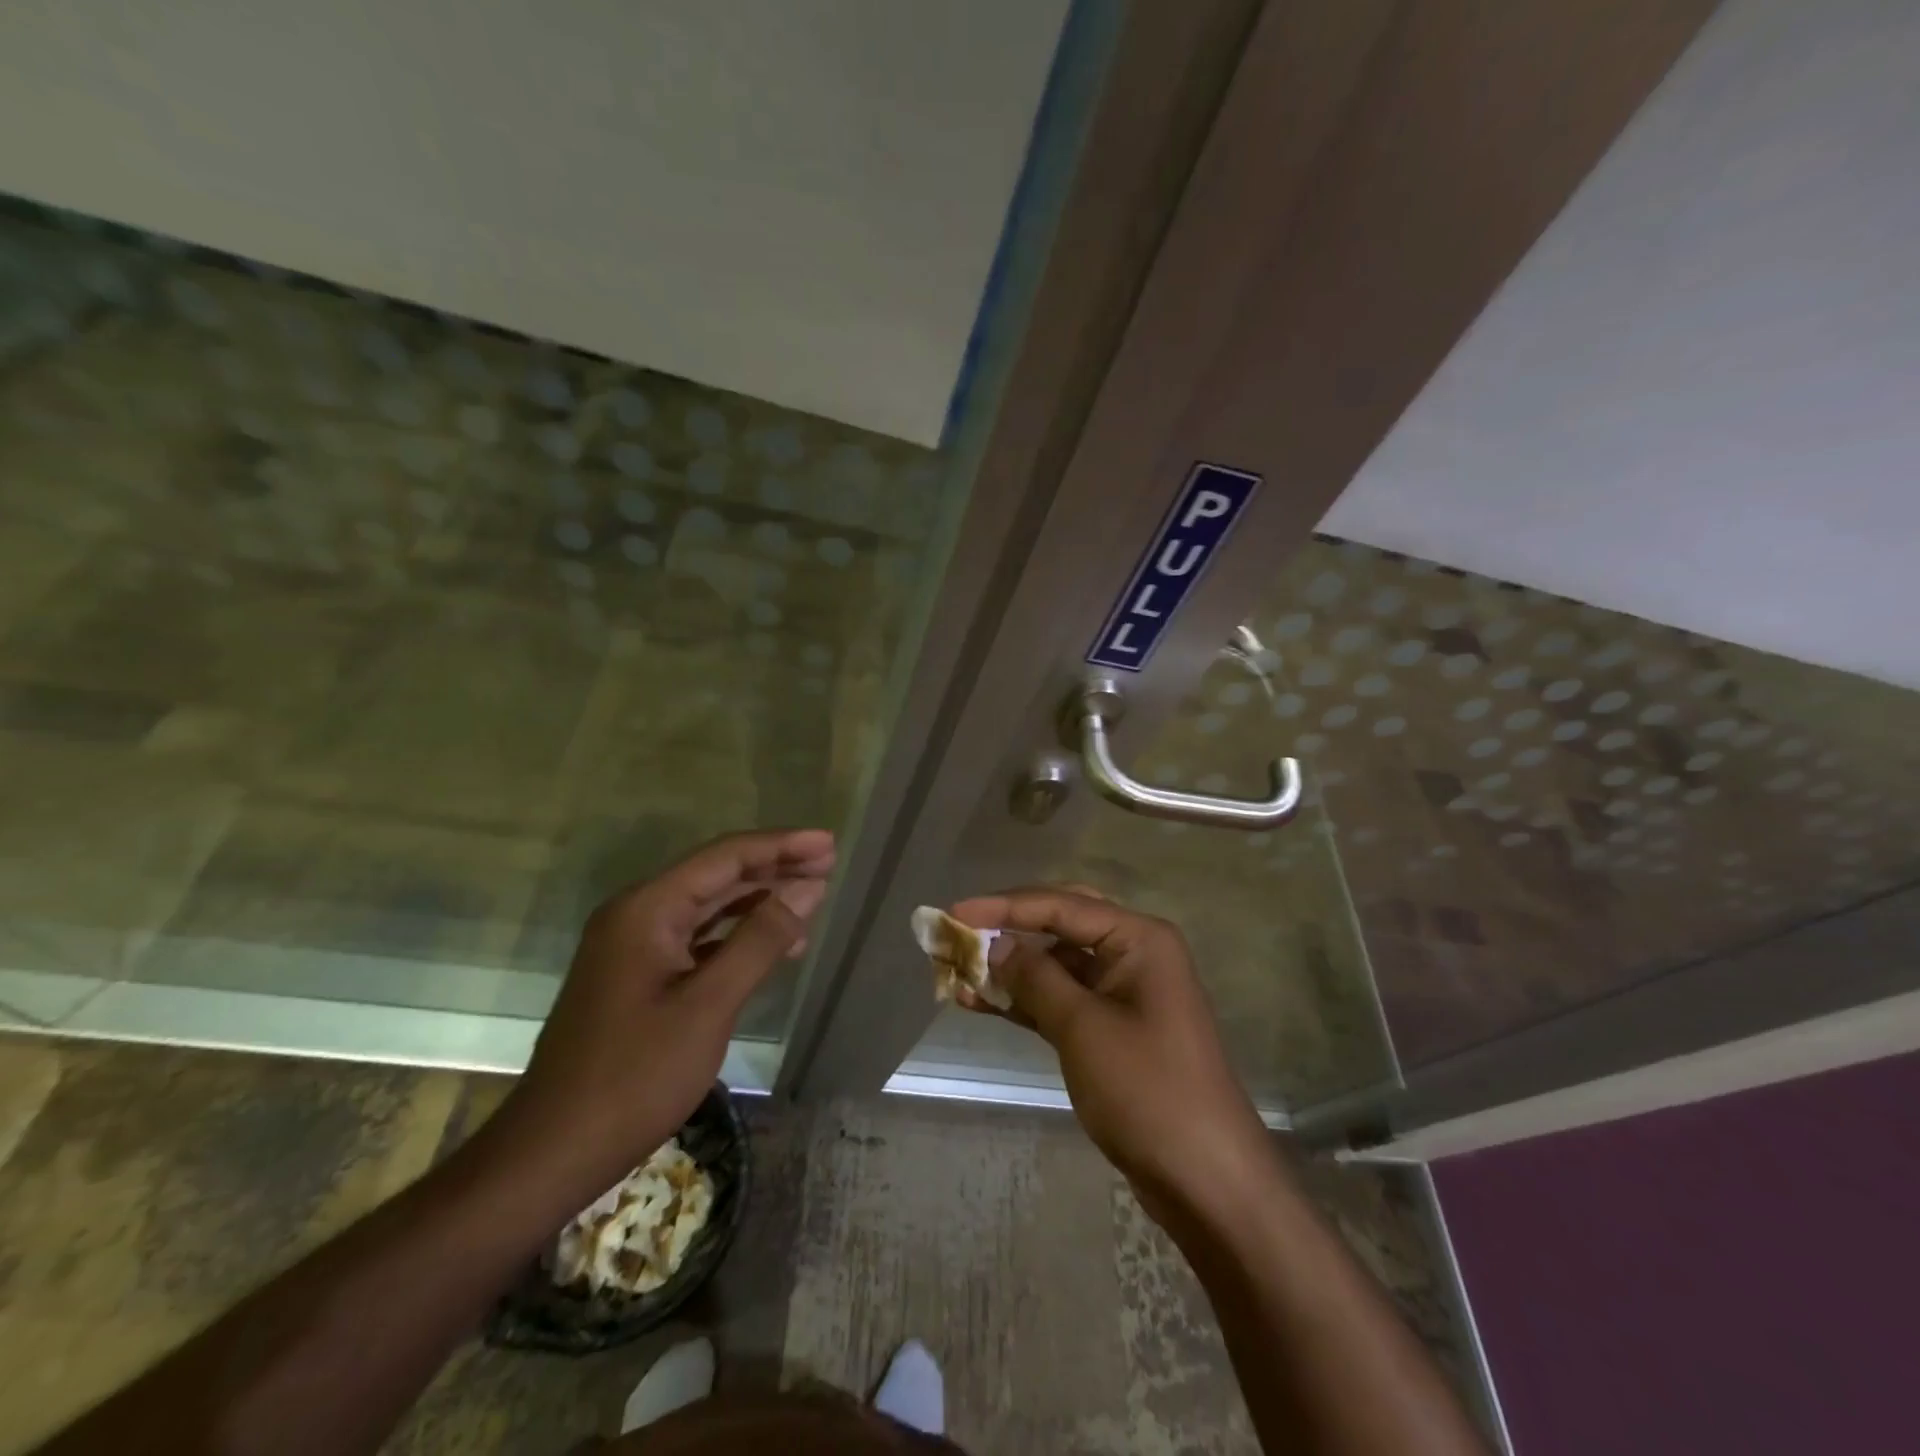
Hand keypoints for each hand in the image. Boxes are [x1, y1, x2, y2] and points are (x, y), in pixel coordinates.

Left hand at [495, 829, 834, 1197]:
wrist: (553, 1151)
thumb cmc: (634, 1077)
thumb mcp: (708, 1006)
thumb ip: (759, 941)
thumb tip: (808, 889)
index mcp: (646, 910)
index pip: (724, 858)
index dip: (780, 846)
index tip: (829, 843)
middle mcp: (637, 915)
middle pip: (716, 875)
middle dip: (774, 867)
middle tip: (829, 862)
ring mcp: (634, 947)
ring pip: (708, 907)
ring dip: (759, 899)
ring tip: (812, 895)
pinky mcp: (638, 977)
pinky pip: (697, 939)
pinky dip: (737, 935)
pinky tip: (773, 944)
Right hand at [951, 887, 1275, 1225]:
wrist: (1205, 1180)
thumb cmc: (1147, 1090)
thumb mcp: (1083, 1028)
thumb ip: (1036, 977)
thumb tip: (996, 944)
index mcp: (1138, 938)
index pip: (1062, 905)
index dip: (1004, 906)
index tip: (954, 912)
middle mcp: (1133, 954)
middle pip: (1061, 925)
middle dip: (1009, 928)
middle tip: (959, 932)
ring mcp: (1123, 993)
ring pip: (1057, 964)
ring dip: (1011, 967)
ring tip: (957, 969)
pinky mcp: (1112, 1030)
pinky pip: (1061, 1000)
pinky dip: (1024, 1000)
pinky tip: (980, 1002)